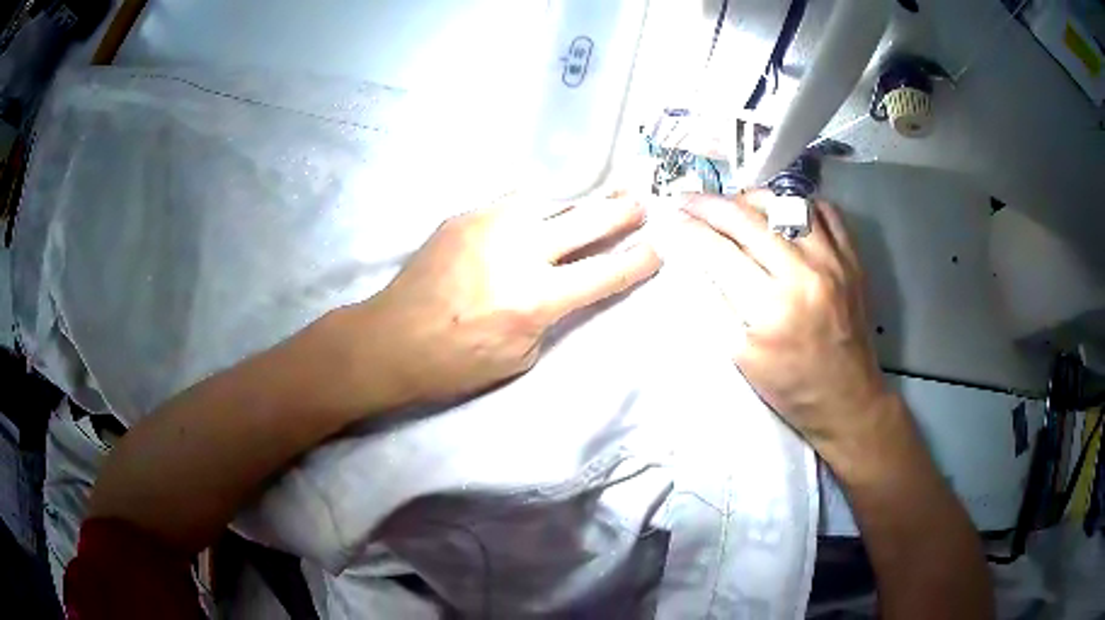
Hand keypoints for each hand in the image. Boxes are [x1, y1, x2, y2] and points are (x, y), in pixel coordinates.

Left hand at [362, 197, 660, 403]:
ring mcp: (489, 224)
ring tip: (590, 203)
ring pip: (550, 198)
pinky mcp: (465, 215)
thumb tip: (567, 283)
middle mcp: (519, 251)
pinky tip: (534, 217)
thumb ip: (551, 315)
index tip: (658, 248)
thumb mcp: (520, 357)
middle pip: (587, 218)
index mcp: (535, 298)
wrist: (391, 339)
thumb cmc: (456, 363)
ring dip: (575, 203)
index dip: (638, 260)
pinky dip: (533, 210)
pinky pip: (512, 203)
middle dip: (621, 210)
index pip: (605, 272)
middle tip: (640, 204)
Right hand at [683, 192, 887, 455]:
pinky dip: (799, 205)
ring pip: (786, 203)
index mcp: (772, 308)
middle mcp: (805, 273)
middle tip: (688, 201)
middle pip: (748, 218)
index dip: (689, 230)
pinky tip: (783, 215)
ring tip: (734, 204)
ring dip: (752, 198)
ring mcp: (833, 261)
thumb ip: (715, 307)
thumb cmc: (791, 388)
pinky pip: (825, 212)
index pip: (719, 251)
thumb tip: (691, 262)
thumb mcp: (741, 360)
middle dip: (709, 204)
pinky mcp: (852, 259)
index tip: (670, 219)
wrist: (848, 400)